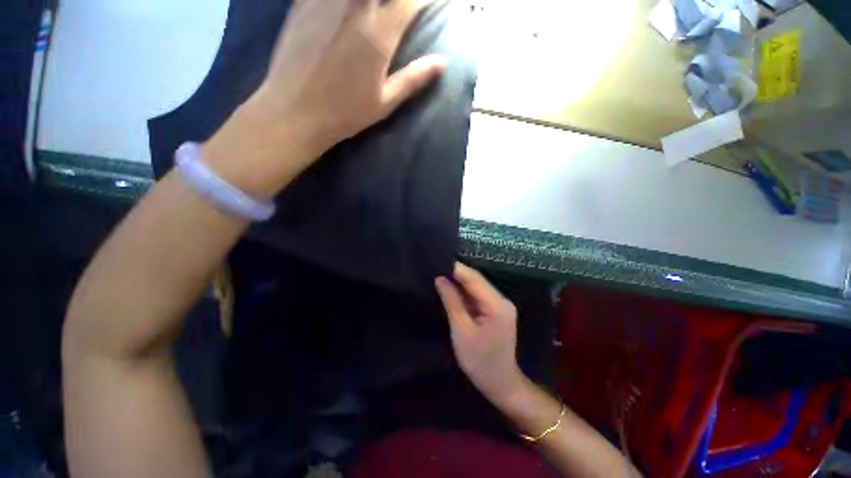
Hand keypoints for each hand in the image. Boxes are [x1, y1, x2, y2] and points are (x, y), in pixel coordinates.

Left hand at [202, 0, 446, 196]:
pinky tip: (342, 11)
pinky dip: (339, 0)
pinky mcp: (302, 1)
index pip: (409, 1)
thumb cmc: (345, 112)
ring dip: (369, 2)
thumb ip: (414, 79)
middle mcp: (355, 7)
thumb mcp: (385, 102)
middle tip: (397, 10)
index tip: (422, 7)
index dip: (420, 1)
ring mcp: (326, 0)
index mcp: (379, 34)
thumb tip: (442, 63)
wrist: (296, 111)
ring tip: (371, 13)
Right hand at [435, 263, 526, 405]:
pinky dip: (464, 293)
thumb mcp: (461, 330)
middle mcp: (502, 300)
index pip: (474, 278)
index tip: (438, 261)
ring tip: (440, 275)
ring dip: (459, 283)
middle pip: (476, 281)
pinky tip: (451, 289)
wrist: (501, 383)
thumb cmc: (480, 361)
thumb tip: (440, 279)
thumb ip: (452, 301)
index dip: (456, 269)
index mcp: (497, 304)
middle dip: (456, 274)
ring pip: (476, 287)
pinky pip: (478, 296)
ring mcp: (500, 305)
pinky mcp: (496, 311)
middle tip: (436, 267)